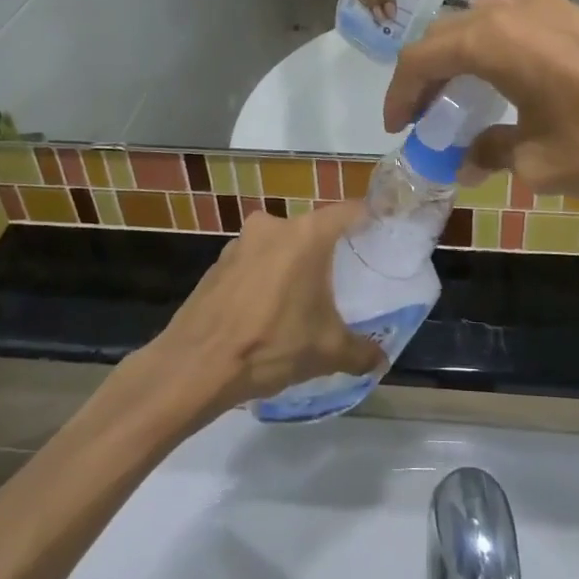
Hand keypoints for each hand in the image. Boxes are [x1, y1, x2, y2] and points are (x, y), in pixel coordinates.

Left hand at [146, 204, 384, 414]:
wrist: (195, 366)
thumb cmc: (271, 345)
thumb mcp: (326, 351)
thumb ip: (361, 351)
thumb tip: (381, 359)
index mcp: (307, 235)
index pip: (350, 211)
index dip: (370, 220)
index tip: (383, 235)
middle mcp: (274, 226)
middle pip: (314, 229)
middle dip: (329, 251)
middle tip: (344, 278)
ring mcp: (241, 242)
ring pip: (281, 245)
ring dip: (294, 265)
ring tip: (304, 299)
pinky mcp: (218, 263)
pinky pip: (255, 262)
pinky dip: (266, 277)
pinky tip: (267, 310)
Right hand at [382, 0, 578, 250]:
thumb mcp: (539, 162)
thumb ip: (491, 151)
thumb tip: (468, 157)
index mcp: (495, 39)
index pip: (424, 57)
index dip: (400, 92)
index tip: (397, 126)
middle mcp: (517, 9)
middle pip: (450, 34)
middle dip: (428, 74)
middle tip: (423, 116)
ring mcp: (554, 7)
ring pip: (485, 25)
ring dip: (463, 60)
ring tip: (460, 100)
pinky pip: (520, 27)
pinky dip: (498, 53)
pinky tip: (508, 87)